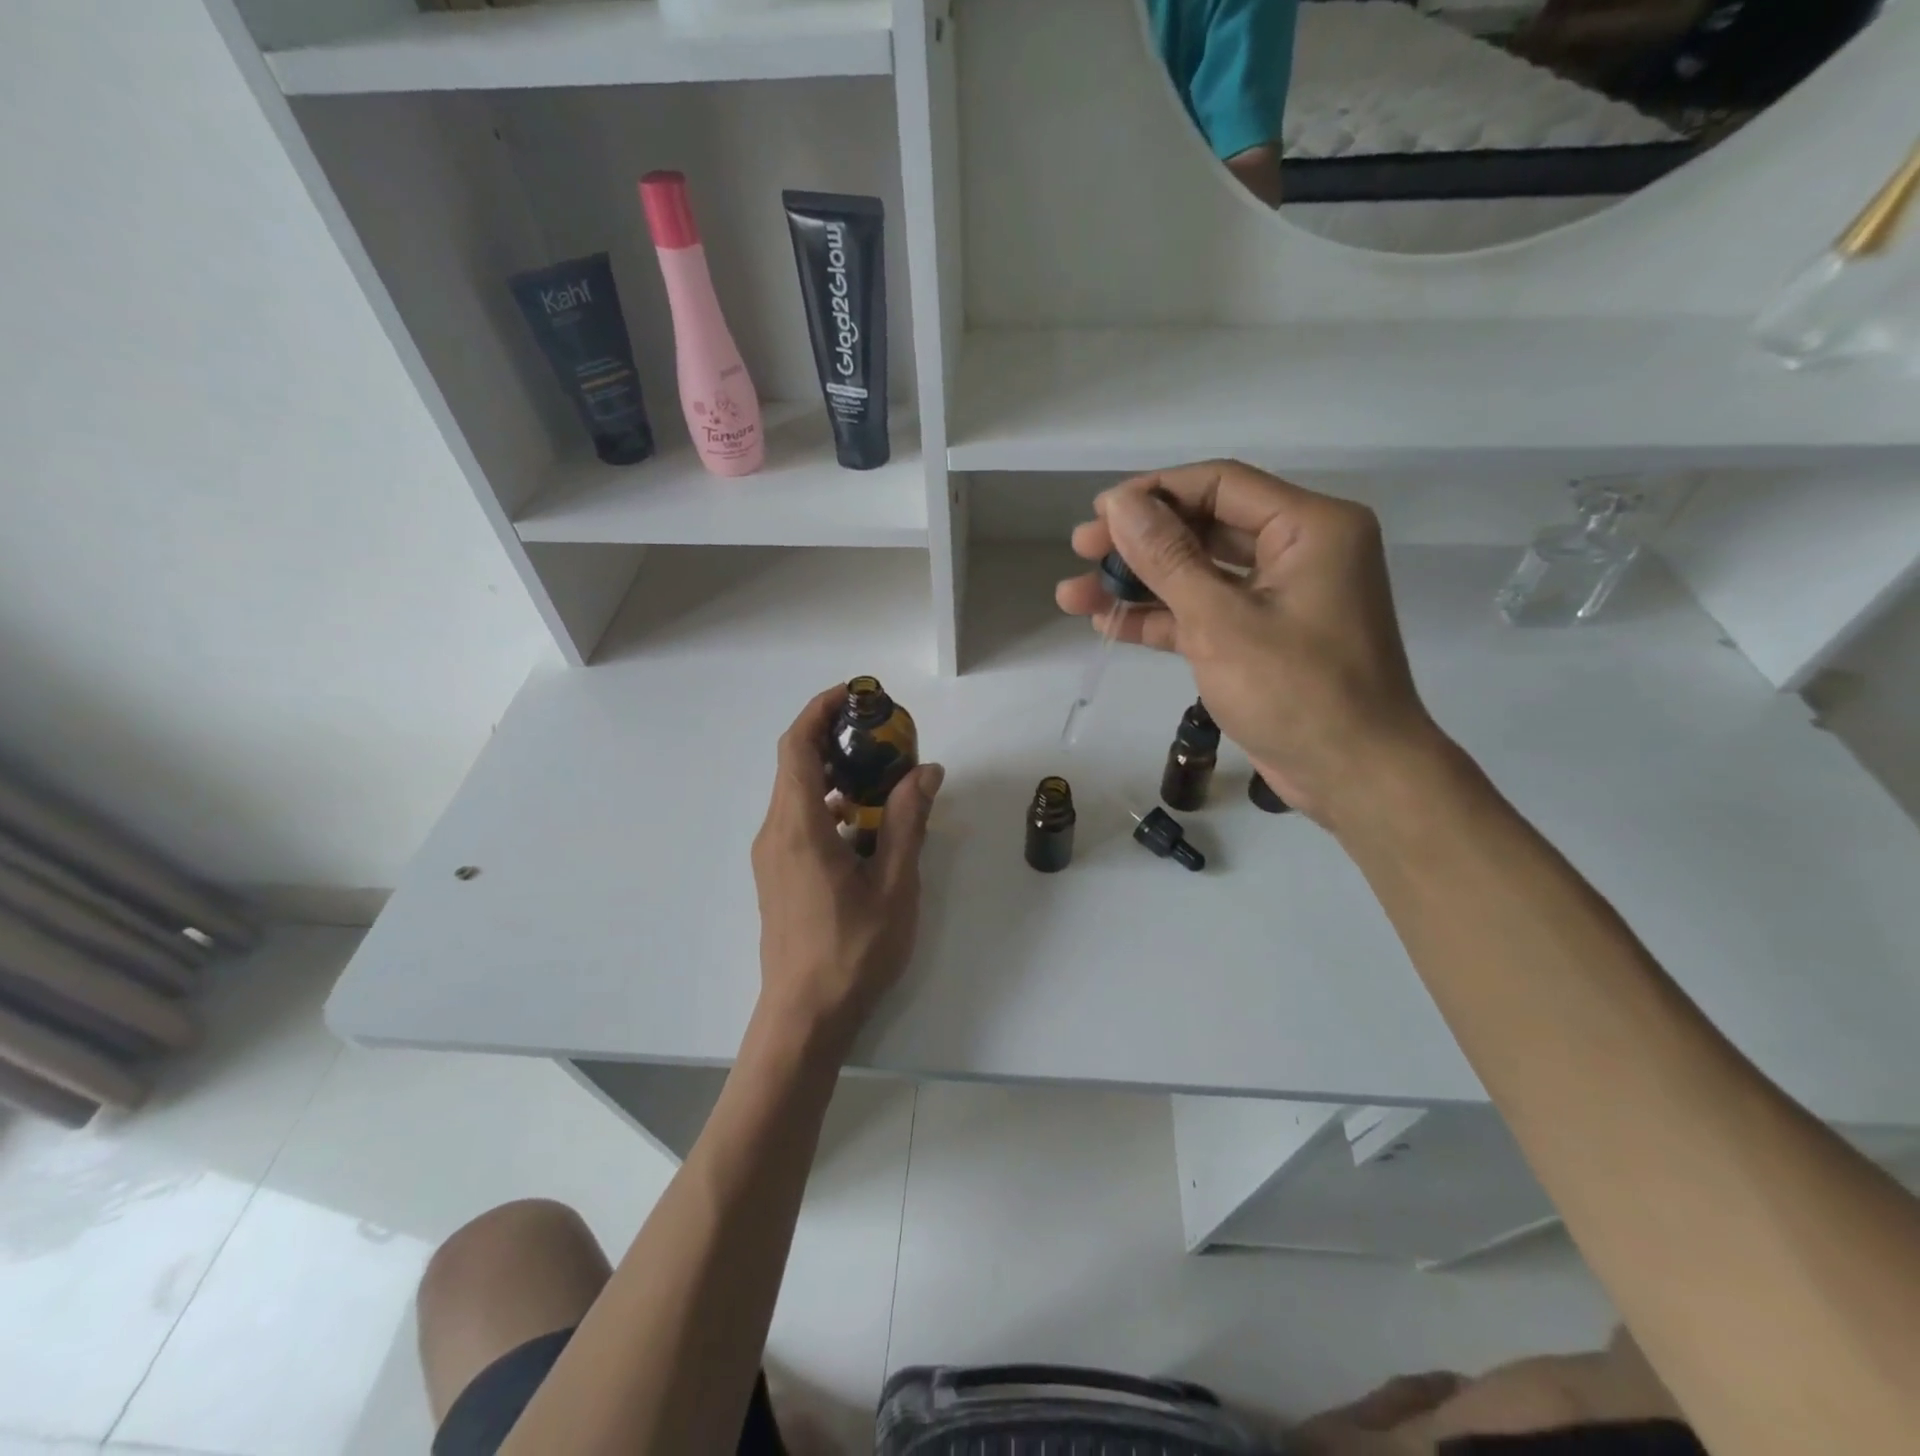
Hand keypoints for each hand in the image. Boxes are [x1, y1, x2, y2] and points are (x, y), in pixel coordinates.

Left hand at [751, 685, 943, 1049]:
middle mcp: (775, 832)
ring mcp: (772, 856)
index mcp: (798, 826)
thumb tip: (927, 772)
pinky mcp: (777, 875)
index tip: (857, 695)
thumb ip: (908, 822)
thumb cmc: (852, 950)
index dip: (821, 710)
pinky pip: (799, 821)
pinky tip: (866, 827)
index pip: (797, 746)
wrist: (805, 1017)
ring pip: (798, 794)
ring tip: (883, 778)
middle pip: (796, 764)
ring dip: (836, 775)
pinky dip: (830, 806)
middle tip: (884, 736)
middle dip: (836, 739)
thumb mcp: (894, 884)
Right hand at [1055, 461, 1440, 828]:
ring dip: (1139, 584)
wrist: (1354, 777)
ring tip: (1074, 595)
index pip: (1220, 485)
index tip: (1097, 514)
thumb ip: (1168, 558)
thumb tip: (1120, 504)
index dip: (1152, 493)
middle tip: (1080, 551)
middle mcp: (1298, 551)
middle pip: (1204, 527)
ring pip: (1198, 574)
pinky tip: (1109, 623)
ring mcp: (1280, 597)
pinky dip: (1161, 618)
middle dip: (1138, 542)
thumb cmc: (1296, 691)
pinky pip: (1205, 613)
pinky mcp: (1262, 638)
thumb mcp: (1221, 621)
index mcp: (1309, 527)